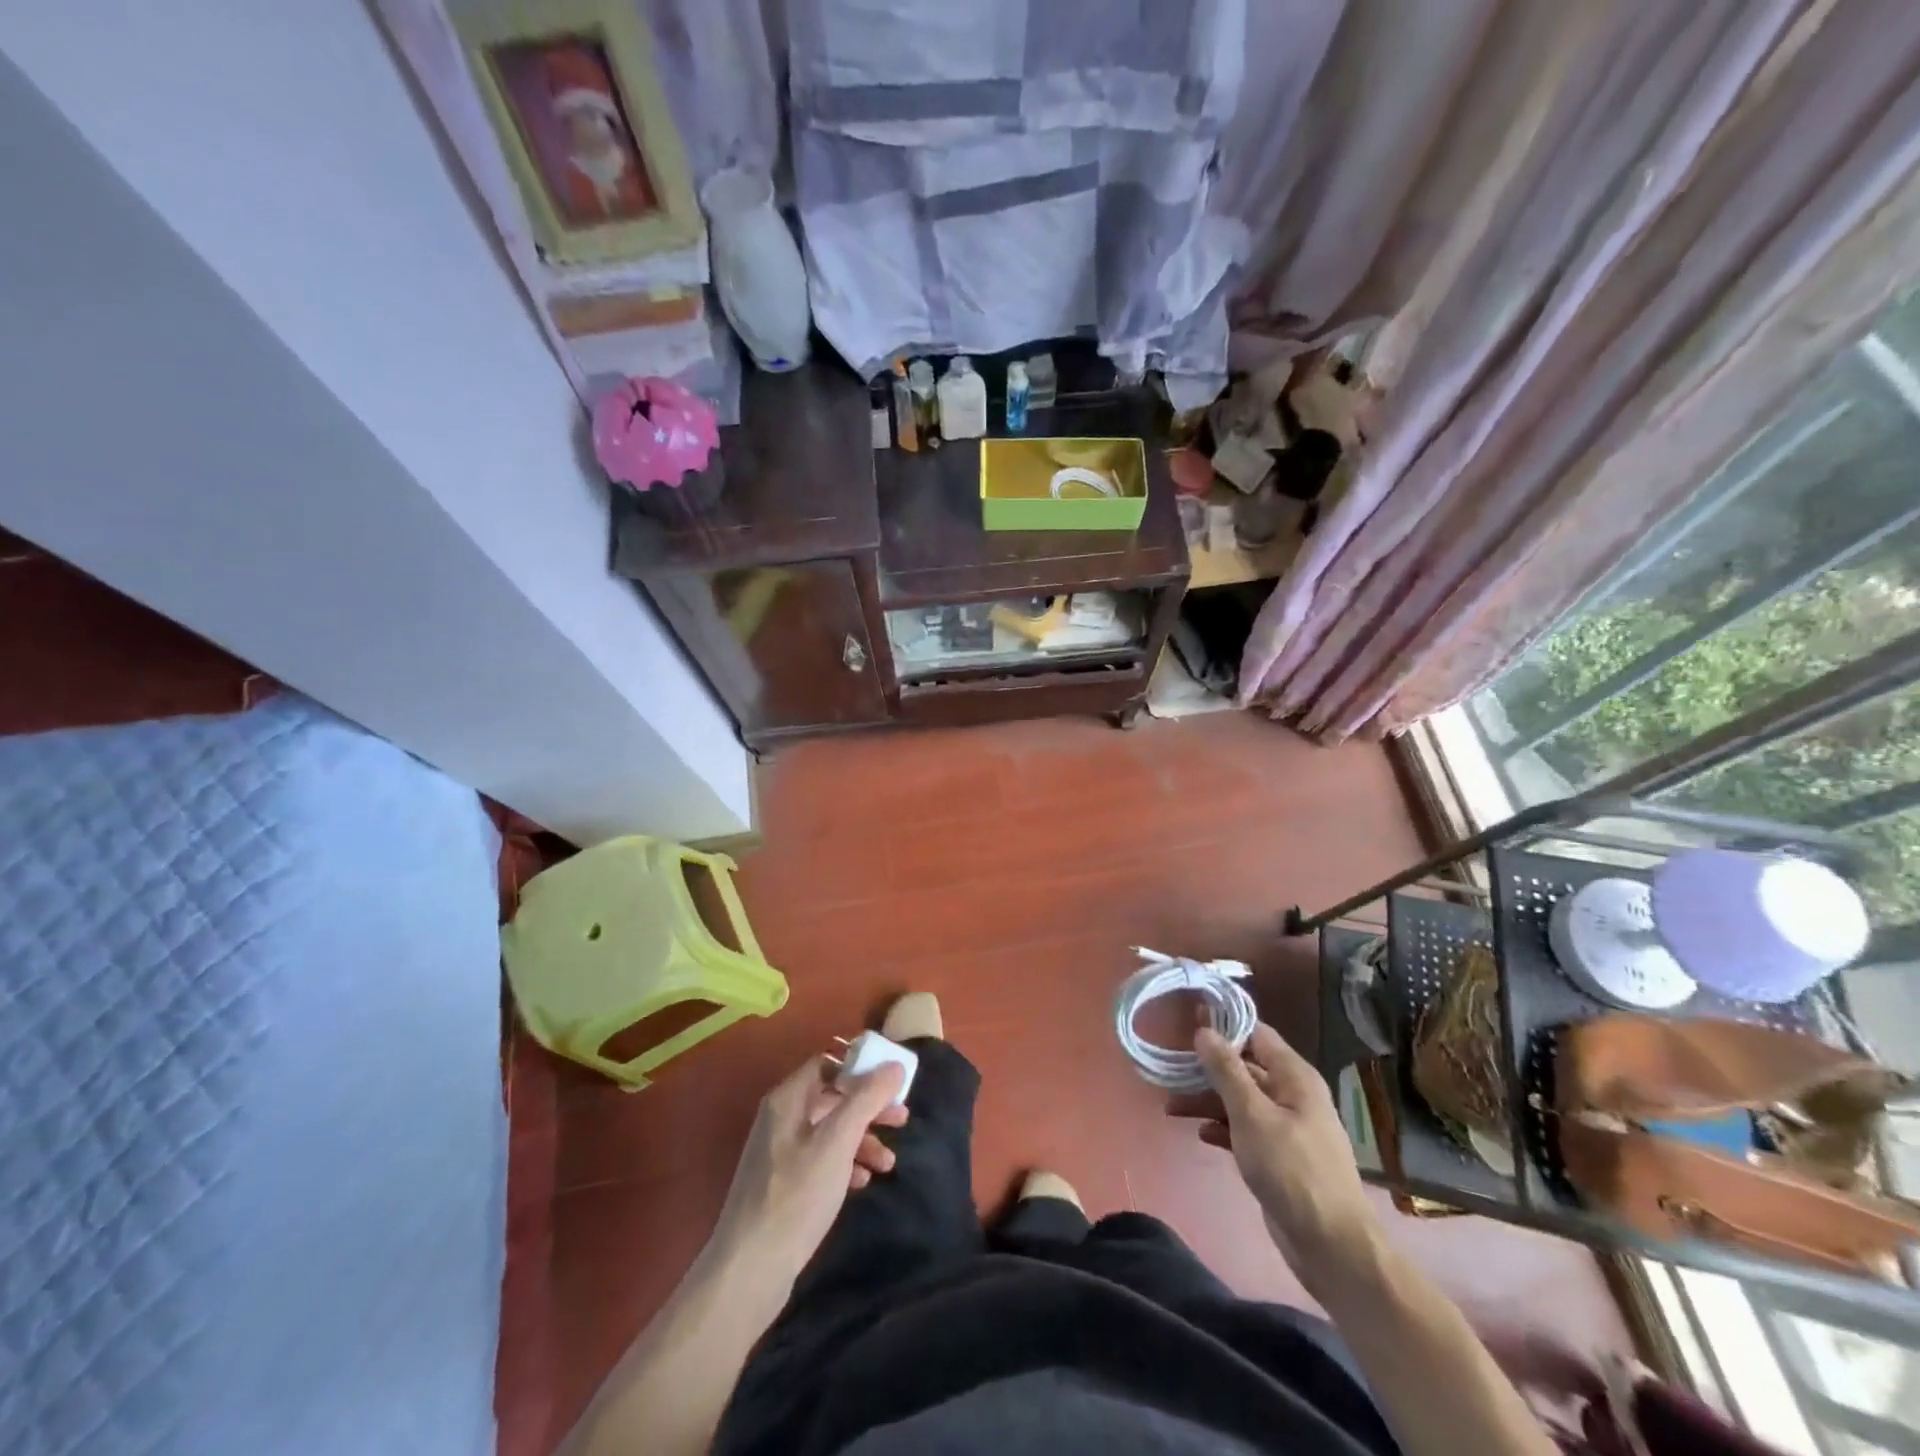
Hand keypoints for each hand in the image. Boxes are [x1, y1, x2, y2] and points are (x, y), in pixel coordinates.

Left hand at [712, 1056, 908, 1283]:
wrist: (750, 1270)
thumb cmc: (797, 1196)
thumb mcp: (838, 1142)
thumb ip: (867, 1099)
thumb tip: (894, 1065)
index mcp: (787, 1100)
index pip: (827, 1064)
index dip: (860, 1068)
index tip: (892, 1081)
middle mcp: (781, 1119)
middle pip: (832, 1098)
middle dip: (869, 1107)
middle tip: (902, 1119)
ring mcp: (780, 1153)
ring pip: (830, 1131)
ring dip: (862, 1139)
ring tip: (889, 1162)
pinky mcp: (783, 1185)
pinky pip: (821, 1159)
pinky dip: (846, 1163)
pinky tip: (863, 1182)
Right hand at [1180, 1023, 1376, 1276]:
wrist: (1330, 1245)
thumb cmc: (1292, 1169)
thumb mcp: (1252, 1114)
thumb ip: (1226, 1071)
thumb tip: (1204, 1031)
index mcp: (1294, 1077)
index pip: (1256, 1034)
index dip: (1223, 1025)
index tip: (1187, 1021)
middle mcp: (1292, 1095)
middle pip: (1244, 1068)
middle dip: (1208, 1067)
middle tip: (1170, 1066)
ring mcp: (1286, 1128)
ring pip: (1240, 1101)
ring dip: (1208, 1101)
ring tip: (1172, 1105)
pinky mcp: (1278, 1157)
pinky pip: (1244, 1130)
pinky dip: (1222, 1128)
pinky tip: (1200, 1134)